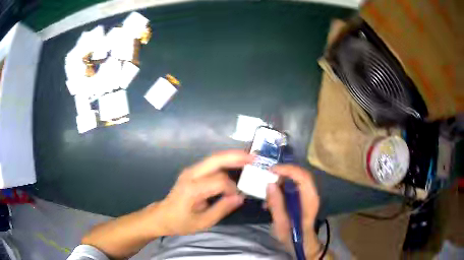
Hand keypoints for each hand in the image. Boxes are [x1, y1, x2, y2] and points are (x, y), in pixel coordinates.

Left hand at [150, 150, 252, 235]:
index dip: (233, 188)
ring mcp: (190, 171)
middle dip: (236, 157)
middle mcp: (190, 174)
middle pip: (216, 160)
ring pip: (214, 158)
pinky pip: (211, 163)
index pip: (219, 181)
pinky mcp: (192, 171)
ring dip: (232, 157)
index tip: (238, 198)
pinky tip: (236, 163)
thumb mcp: (202, 222)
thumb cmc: (180, 222)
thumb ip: (222, 209)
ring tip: (249, 158)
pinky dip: (225, 161)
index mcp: (192, 189)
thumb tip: (240, 197)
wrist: (162, 216)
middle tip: (254, 157)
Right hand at [266, 165, 320, 258]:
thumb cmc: (293, 236)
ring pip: (297, 179)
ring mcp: (309, 195)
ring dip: (282, 179)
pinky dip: (282, 187)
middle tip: (267, 175)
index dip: (288, 170)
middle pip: (300, 174)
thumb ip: (276, 204)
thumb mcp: (281, 224)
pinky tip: (271, 197)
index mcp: (309, 200)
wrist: (303, 243)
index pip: (302, 177)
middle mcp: (312, 194)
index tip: (271, 170)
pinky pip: (294, 186)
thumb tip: (269, 184)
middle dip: (283, 172)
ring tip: (267, 187)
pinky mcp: (304, 198)